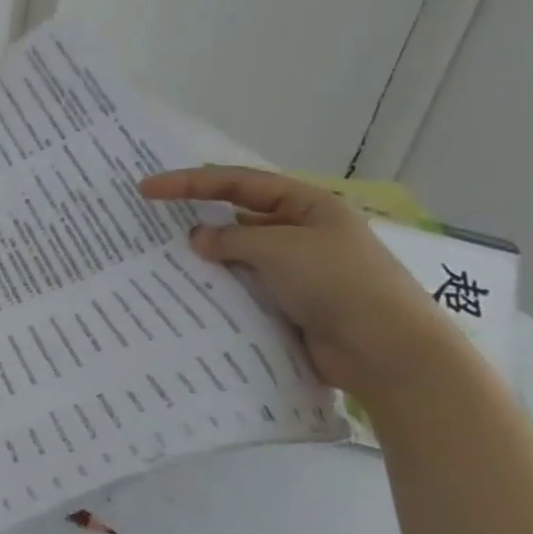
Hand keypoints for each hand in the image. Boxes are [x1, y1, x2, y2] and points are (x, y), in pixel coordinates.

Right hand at [140, 166, 461, 397]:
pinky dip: (219, 287)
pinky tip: (191, 291)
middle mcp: (302, 232)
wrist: (385, 351)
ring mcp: (296, 270)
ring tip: (162, 259)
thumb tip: (197, 238)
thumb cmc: (338, 283)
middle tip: (152, 221)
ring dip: (207, 256)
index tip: (147, 189)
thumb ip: (232, 238)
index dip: (190, 182)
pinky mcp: (289, 304)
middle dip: (197, 216)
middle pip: (238, 215)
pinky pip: (244, 287)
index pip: (239, 183)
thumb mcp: (279, 248)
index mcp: (308, 205)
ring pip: (238, 254)